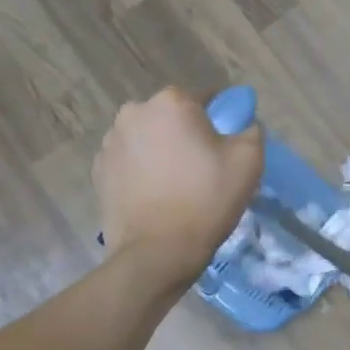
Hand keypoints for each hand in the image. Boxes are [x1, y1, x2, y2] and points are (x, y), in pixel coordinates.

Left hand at [94, 88, 263, 285]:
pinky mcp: (98, 169)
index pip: (206, 98)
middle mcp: (135, 112)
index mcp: (171, 102)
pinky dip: (143, 169)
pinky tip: (156, 194)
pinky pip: (130, 160)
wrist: (157, 251)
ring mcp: (110, 141)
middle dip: (187, 133)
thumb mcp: (249, 160)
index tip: (228, 145)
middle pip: (173, 116)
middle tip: (204, 166)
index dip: (221, 120)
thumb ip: (250, 129)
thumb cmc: (207, 199)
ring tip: (178, 183)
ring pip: (149, 137)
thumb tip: (242, 125)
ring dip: (163, 150)